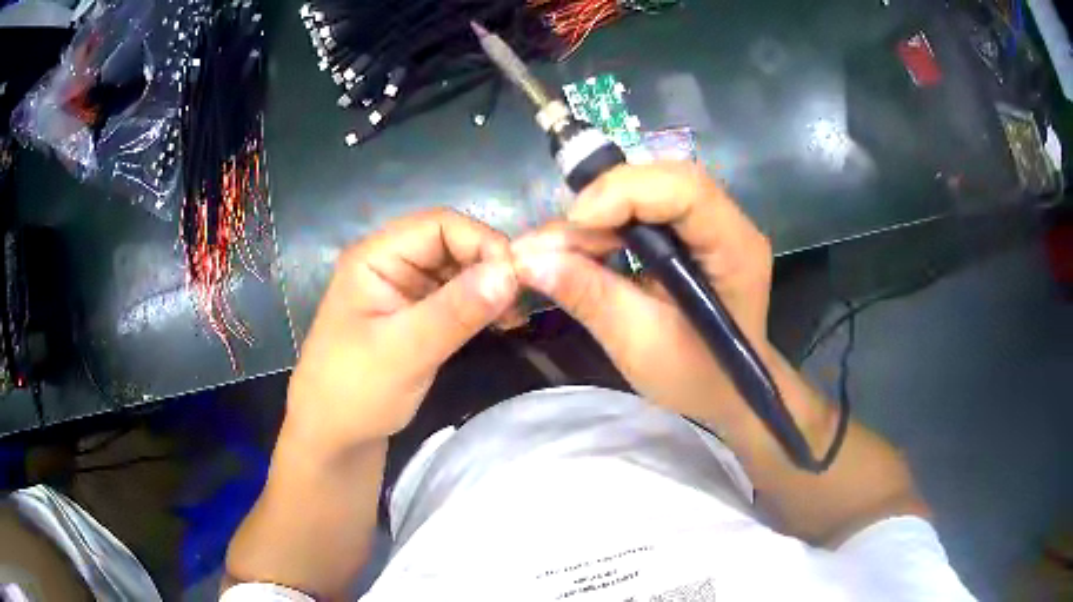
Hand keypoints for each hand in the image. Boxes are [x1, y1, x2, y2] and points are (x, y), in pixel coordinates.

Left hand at [285, 209, 517, 453]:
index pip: (439, 224)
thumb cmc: (354, 393)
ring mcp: (403, 290)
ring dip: (488, 286)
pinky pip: (455, 297)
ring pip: (457, 270)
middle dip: (489, 265)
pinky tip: (500, 323)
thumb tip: (511, 272)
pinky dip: (480, 305)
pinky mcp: (415, 316)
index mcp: (375, 257)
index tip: (517, 279)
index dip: (482, 242)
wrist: (332, 439)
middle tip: (520, 302)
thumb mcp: (405, 352)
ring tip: (513, 316)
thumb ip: (456, 311)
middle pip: (451, 243)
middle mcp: (390, 263)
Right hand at [512, 162, 774, 429]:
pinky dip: (608, 222)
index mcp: (734, 249)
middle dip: (604, 200)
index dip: (624, 193)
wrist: (726, 391)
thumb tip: (529, 260)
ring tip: (561, 247)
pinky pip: (647, 207)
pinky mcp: (694, 231)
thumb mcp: (639, 345)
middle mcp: (730, 223)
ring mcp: (714, 223)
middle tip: (556, 241)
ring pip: (651, 187)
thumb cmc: (694, 379)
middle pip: (664, 179)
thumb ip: (590, 296)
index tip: (574, 224)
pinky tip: (584, 246)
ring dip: (601, 211)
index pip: (685, 189)